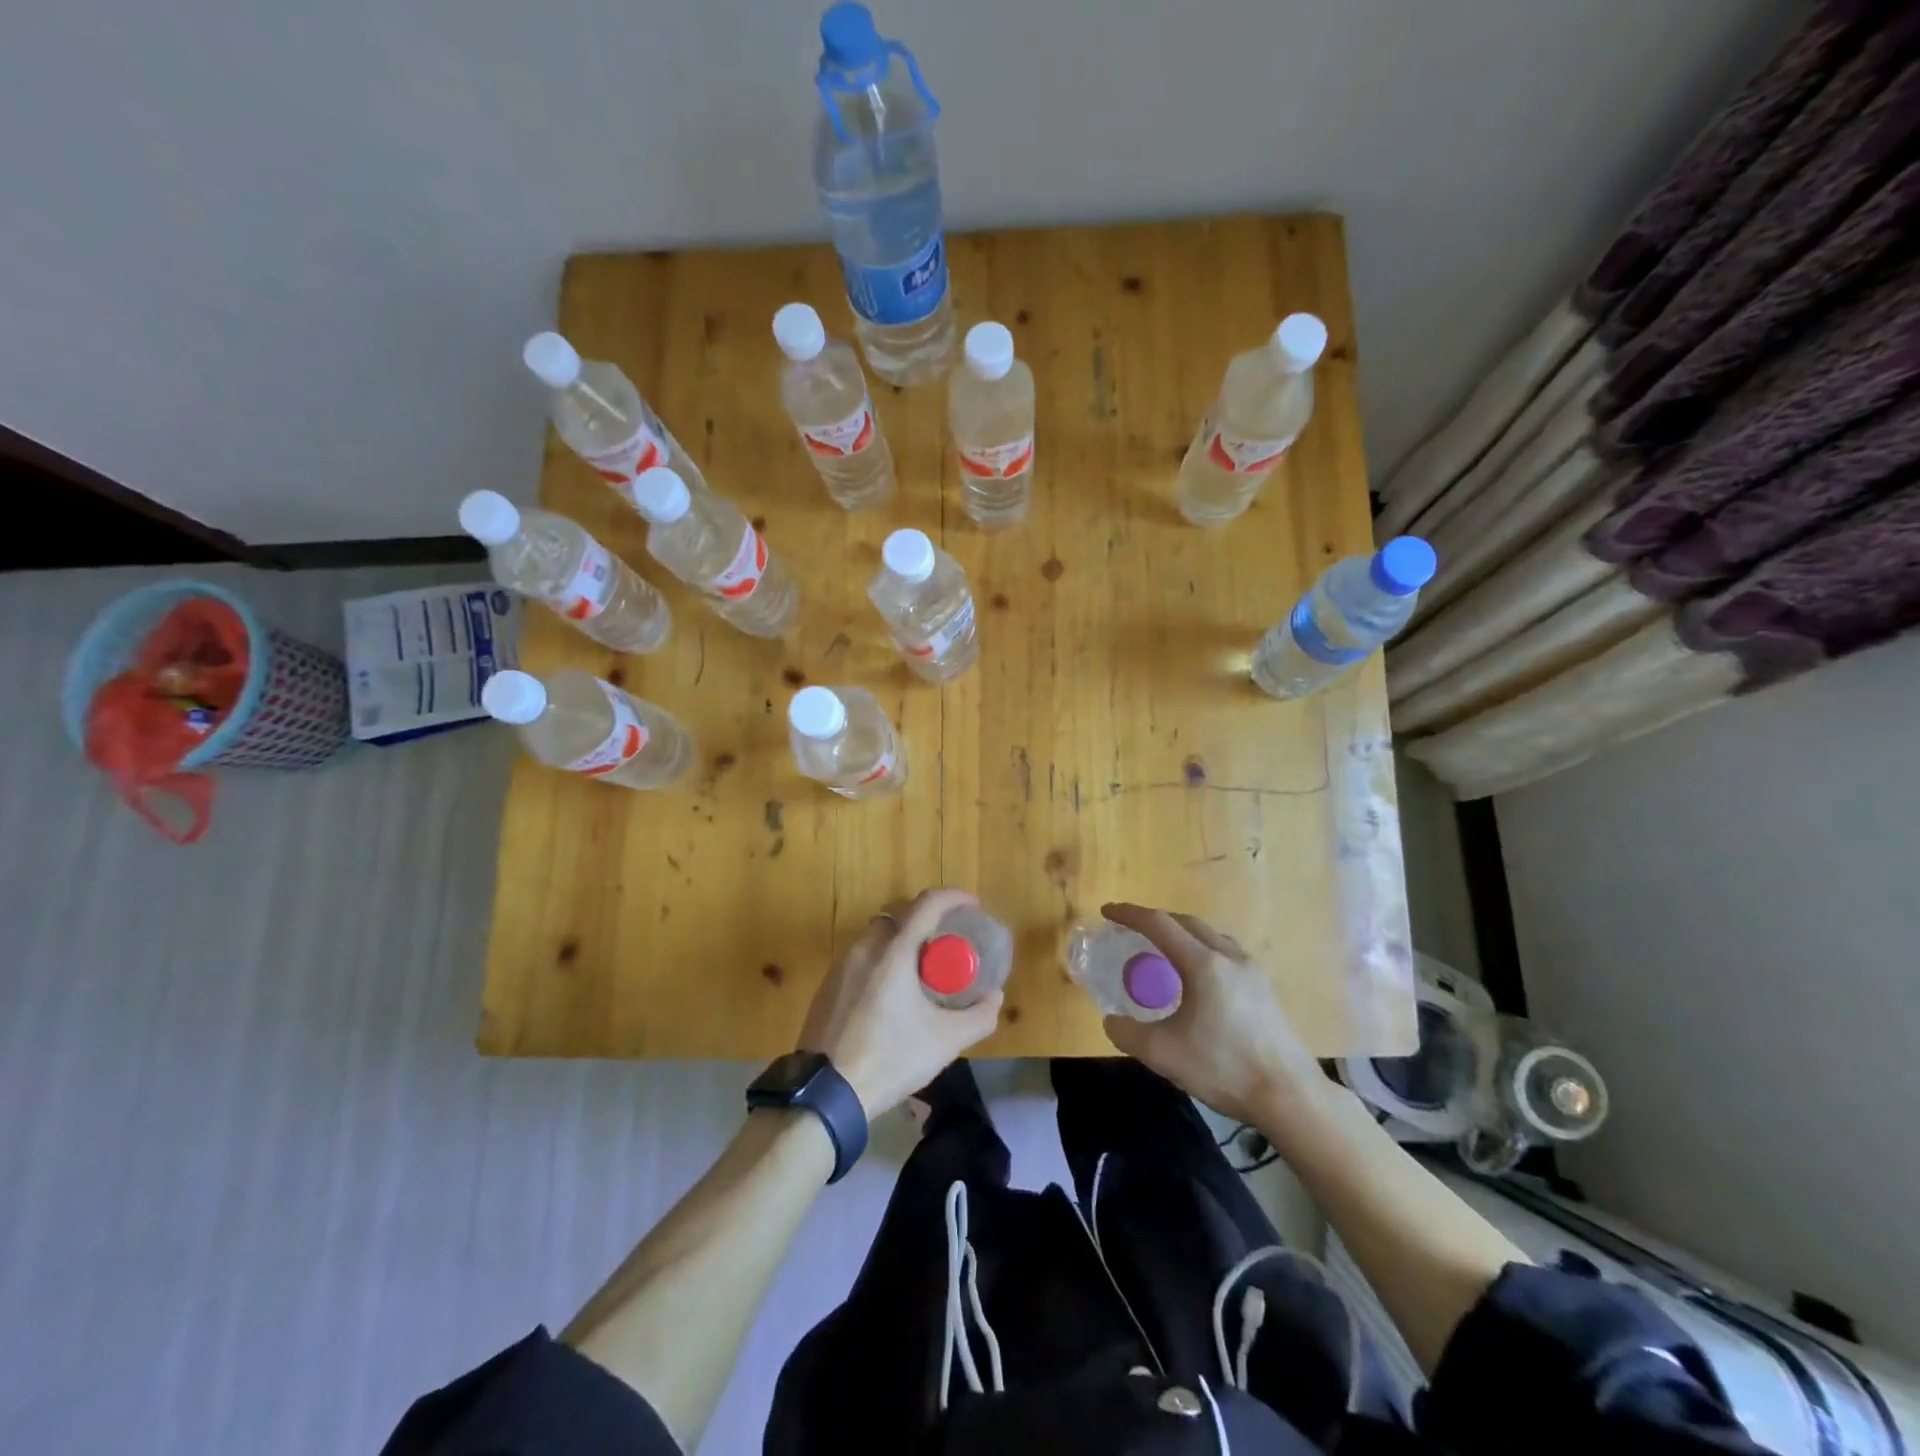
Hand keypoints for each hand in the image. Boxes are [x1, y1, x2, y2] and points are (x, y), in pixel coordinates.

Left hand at [796, 888, 1002, 1117]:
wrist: (825, 1093)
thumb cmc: (890, 1059)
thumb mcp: (945, 1042)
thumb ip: (978, 1018)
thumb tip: (996, 998)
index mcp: (894, 952)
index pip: (926, 904)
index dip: (953, 897)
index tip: (972, 904)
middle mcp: (865, 948)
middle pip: (898, 914)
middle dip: (925, 918)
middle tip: (946, 940)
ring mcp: (841, 966)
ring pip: (876, 935)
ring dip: (900, 940)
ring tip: (919, 969)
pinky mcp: (827, 987)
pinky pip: (860, 958)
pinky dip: (880, 960)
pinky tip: (889, 994)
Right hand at [1098, 903, 1331, 1127]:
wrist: (1290, 1096)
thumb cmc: (1224, 1068)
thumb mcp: (1163, 1054)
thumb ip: (1128, 1034)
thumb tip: (1112, 1021)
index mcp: (1203, 964)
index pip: (1159, 924)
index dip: (1130, 914)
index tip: (1107, 911)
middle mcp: (1229, 957)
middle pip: (1186, 922)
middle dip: (1155, 920)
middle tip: (1132, 929)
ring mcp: (1252, 971)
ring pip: (1210, 934)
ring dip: (1182, 933)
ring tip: (1164, 949)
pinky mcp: (1265, 988)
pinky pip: (1226, 951)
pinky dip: (1202, 948)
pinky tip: (1199, 976)